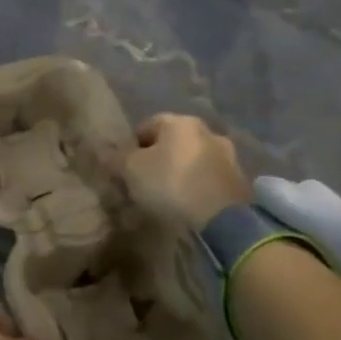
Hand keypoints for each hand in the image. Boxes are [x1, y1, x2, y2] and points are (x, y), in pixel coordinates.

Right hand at [118, 114, 251, 232]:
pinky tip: (187, 204)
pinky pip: (207, 178)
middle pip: (171, 142)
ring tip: (166, 196)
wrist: (222, 218)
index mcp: (180, 122)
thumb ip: (116, 157)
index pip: (147, 126)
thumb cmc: (170, 183)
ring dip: (179, 172)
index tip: (125, 169)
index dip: (131, 146)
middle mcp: (207, 130)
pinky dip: (196, 186)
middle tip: (143, 182)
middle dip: (157, 159)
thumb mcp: (131, 170)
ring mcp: (227, 155)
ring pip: (191, 160)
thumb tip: (102, 148)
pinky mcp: (238, 179)